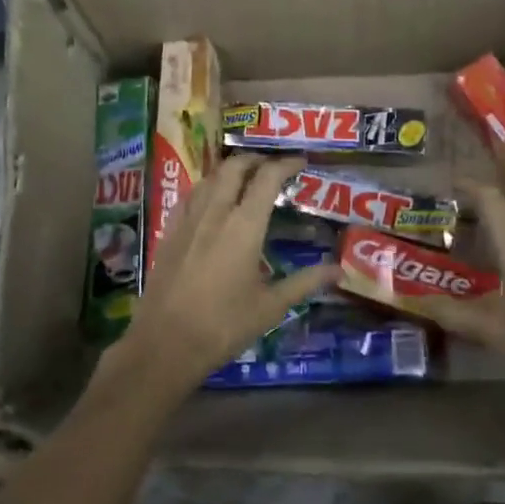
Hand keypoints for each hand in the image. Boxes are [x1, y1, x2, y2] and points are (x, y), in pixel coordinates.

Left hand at [116, 155, 339, 394]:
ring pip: (209, 178)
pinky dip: (206, 187)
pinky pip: (190, 196)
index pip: (267, 178)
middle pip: (234, 167)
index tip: (301, 162)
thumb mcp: (271, 307)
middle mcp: (215, 213)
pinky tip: (210, 202)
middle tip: (272, 167)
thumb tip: (339, 270)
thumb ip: (305, 283)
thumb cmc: (223, 325)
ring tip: (244, 179)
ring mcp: (187, 220)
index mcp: (244, 226)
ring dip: (229, 170)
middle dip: (256, 160)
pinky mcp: (169, 233)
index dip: (286, 164)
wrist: (164, 343)